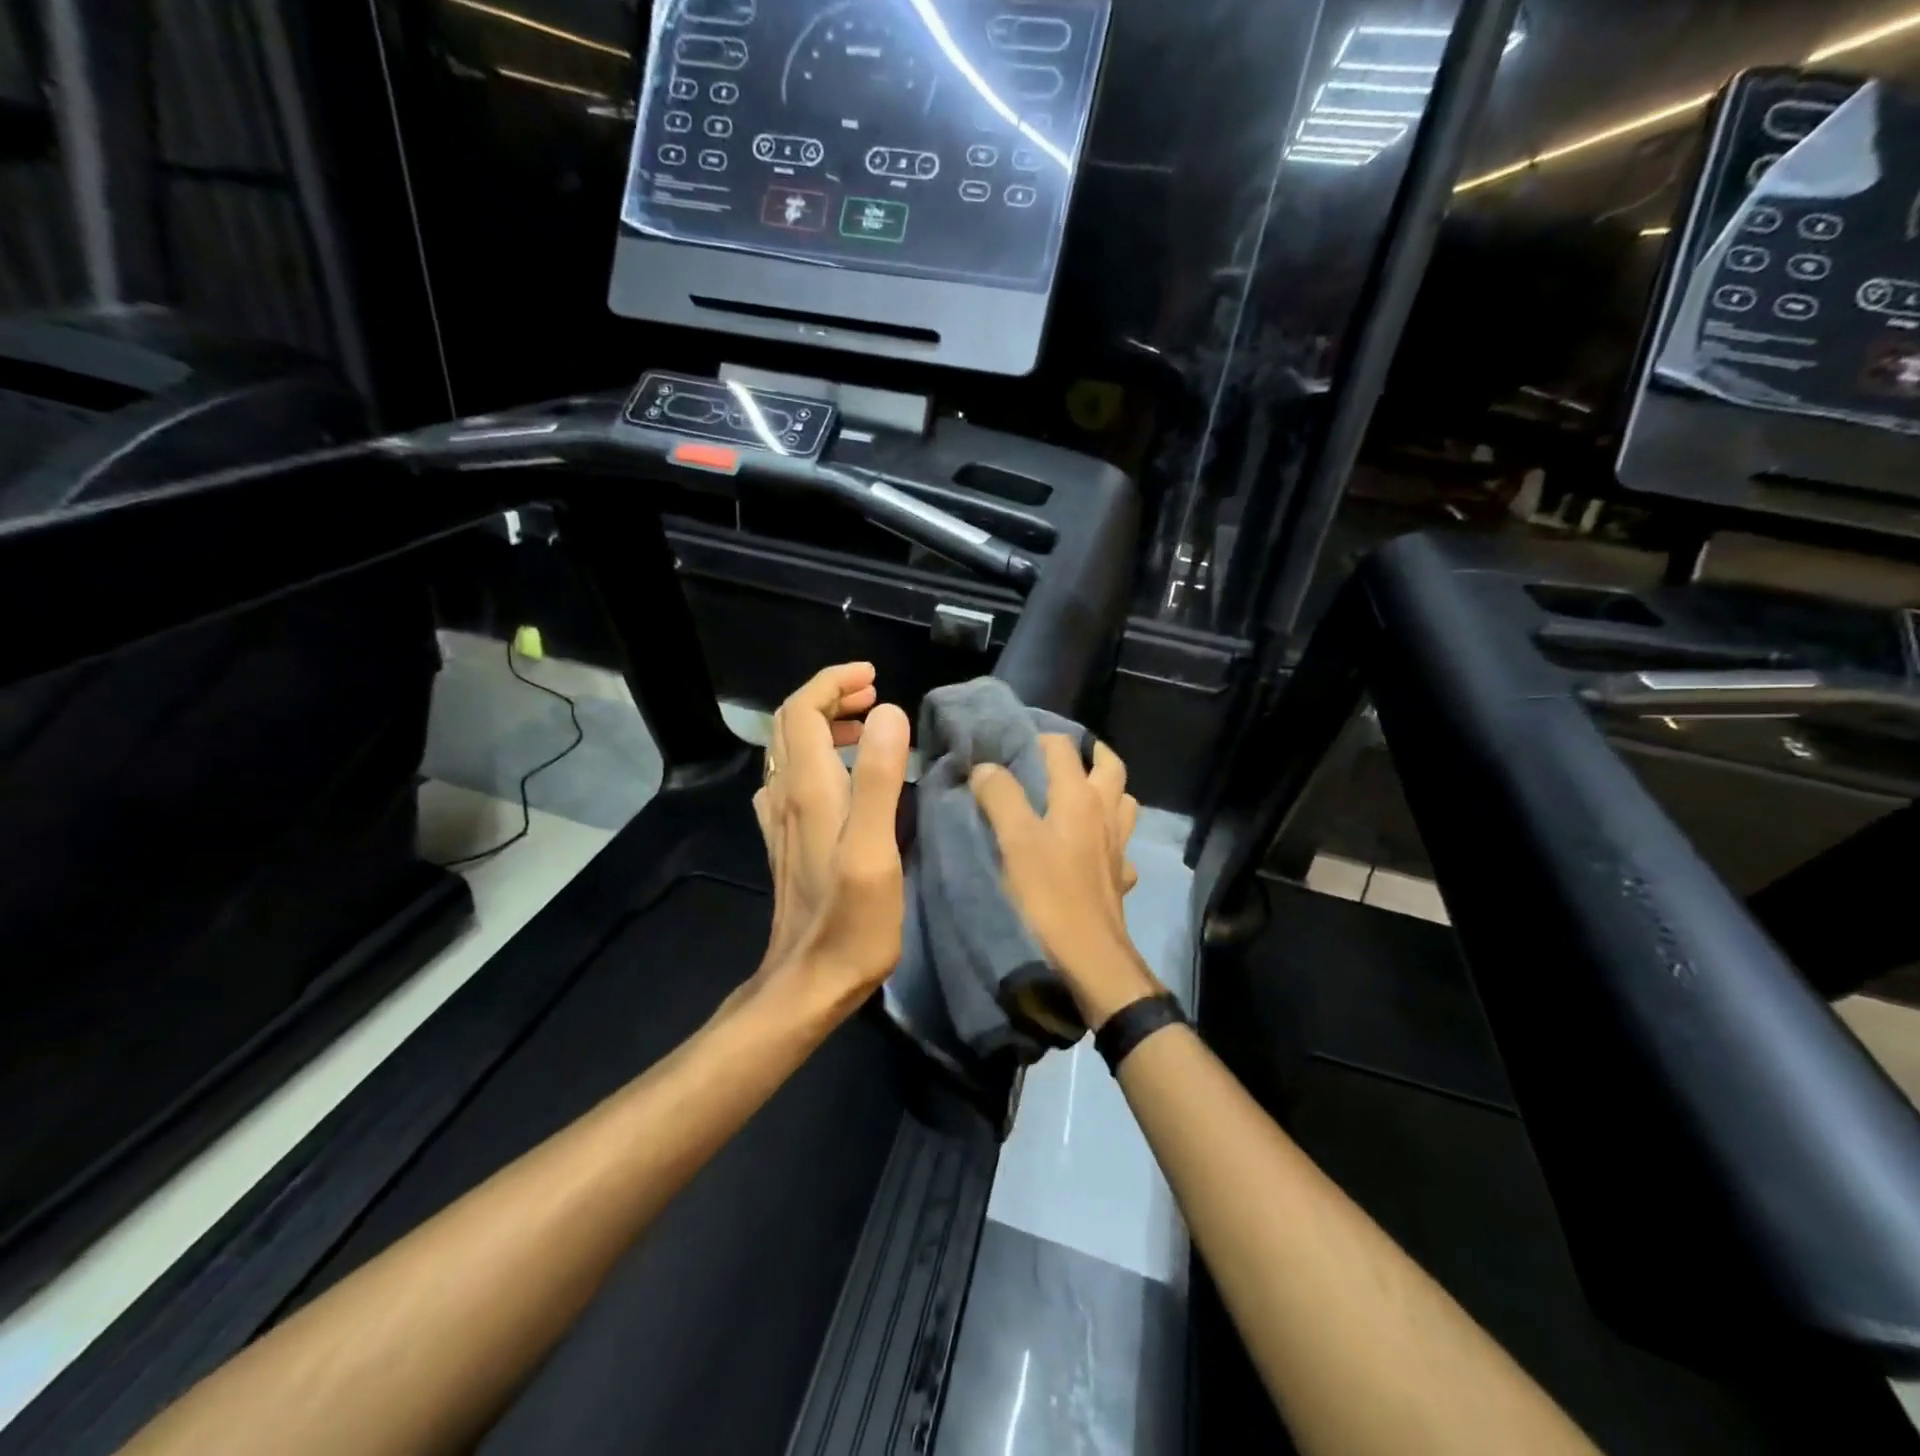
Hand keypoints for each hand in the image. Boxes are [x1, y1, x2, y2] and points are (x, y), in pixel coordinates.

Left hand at [748, 663, 911, 1027]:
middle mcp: (786, 796)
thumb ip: (881, 778)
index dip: (833, 683)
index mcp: (808, 789)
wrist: (808, 982)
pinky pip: (793, 780)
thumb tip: (890, 712)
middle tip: (875, 697)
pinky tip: (844, 777)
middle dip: (830, 697)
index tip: (874, 678)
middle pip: (791, 724)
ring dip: (824, 725)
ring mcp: (782, 821)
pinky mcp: (787, 842)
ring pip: (790, 751)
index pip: (802, 709)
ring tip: (868, 727)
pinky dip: (819, 757)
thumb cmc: (851, 920)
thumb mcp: (875, 849)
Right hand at [970, 736, 1156, 1028]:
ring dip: (1107, 792)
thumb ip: (1000, 796)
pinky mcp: (1118, 878)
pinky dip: (1110, 841)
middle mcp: (1105, 815)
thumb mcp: (1014, 841)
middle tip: (1062, 755)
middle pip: (1110, 767)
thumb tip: (985, 767)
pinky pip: (1121, 849)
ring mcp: (1117, 848)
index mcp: (1079, 798)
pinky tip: (1093, 851)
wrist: (1089, 957)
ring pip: (1124, 804)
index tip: (1014, 741)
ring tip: (1081, 796)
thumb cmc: (1048, 895)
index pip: (1063, 748)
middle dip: (1090, 753)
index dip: (1039, 738)